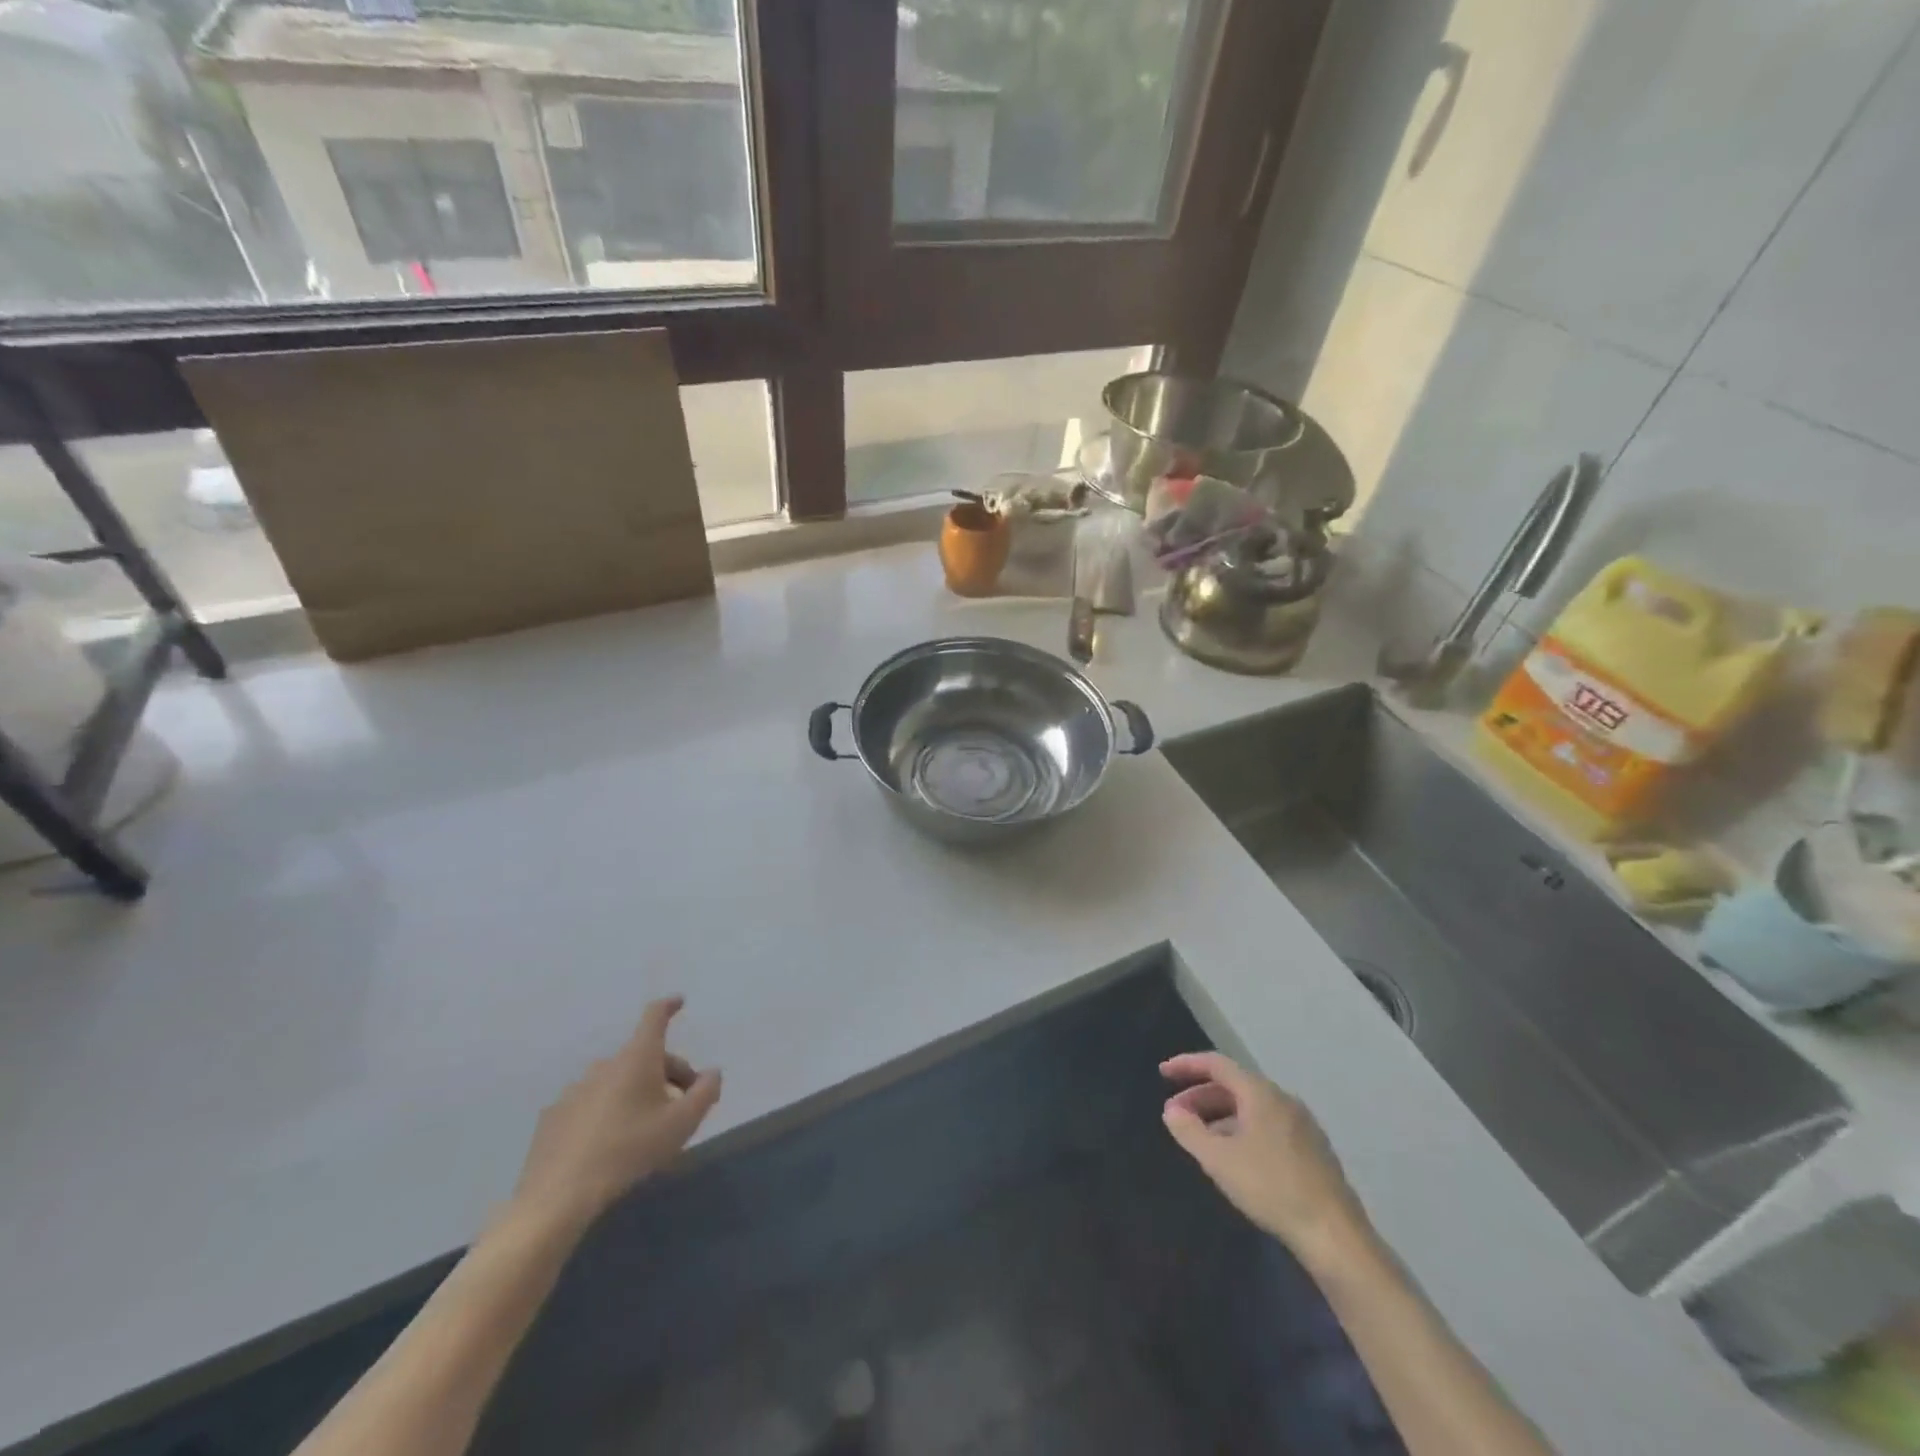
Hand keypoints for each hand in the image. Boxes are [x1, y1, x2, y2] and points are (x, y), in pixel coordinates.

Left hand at [508, 997, 721, 1236]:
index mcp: (637, 1058)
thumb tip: (713, 1073)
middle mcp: (605, 1065)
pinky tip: (611, 1145)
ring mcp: (575, 1090)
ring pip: (617, 1081)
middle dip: (668, 1073)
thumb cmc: (629, 1150)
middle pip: (644, 1056)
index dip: (669, 1006)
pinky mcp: (554, 1117)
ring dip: (637, 1093)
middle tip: (683, 1105)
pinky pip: (591, 1104)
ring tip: (647, 1130)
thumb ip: (705, 1092)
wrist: (558, 1196)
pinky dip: (607, 1112)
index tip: (679, 1002)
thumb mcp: (682, 1124)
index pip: (654, 1017)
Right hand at [1160, 1051, 1368, 1269]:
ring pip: (1251, 1108)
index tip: (1163, 1072)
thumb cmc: (1271, 1187)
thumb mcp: (1219, 1160)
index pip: (1217, 1064)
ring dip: (1220, 1116)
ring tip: (1200, 1138)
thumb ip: (1189, 1131)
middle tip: (1176, 1113)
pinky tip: (1235, 1157)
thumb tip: (1171, 1110)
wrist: (1334, 1234)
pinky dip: (1242, 1129)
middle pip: (1234, 1085)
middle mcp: (1282, 1099)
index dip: (1187, 1065)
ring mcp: (1302, 1124)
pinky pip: (1267, 1125)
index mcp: (1260, 1093)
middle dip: (1201, 1096)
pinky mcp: (1313, 1150)